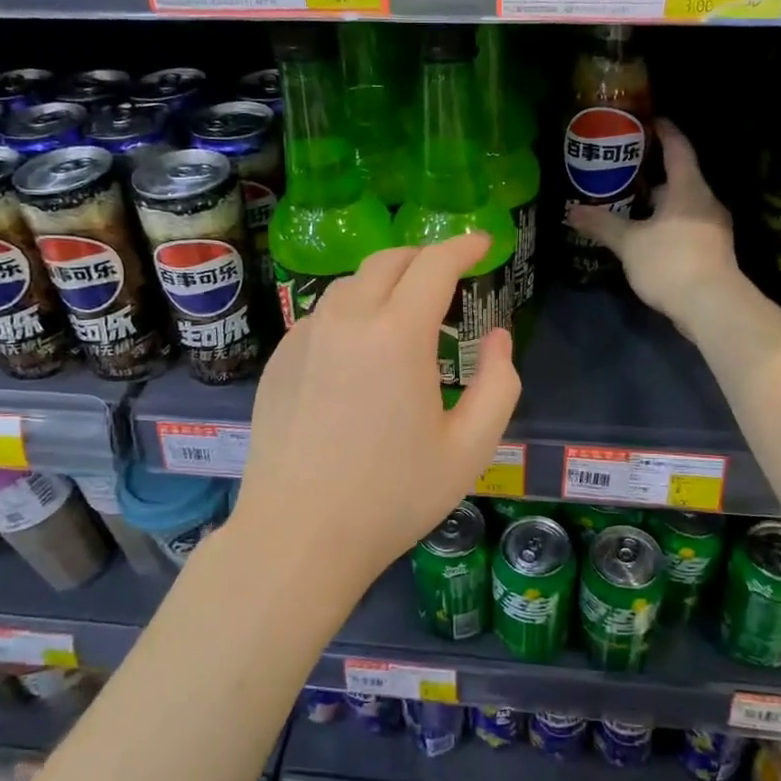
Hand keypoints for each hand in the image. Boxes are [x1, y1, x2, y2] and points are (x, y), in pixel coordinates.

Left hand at [229, 233, 521, 599]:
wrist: (297, 536)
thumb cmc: (392, 496)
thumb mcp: (470, 448)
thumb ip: (499, 383)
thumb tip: (497, 337)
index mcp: (396, 334)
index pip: (434, 265)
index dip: (463, 247)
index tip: (484, 244)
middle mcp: (346, 319)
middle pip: (389, 261)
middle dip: (426, 257)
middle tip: (451, 275)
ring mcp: (305, 337)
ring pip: (352, 284)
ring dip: (387, 282)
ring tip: (408, 312)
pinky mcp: (280, 360)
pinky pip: (324, 315)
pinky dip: (354, 311)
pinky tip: (362, 348)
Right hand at [566, 120, 742, 330]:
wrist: (712, 306)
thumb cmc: (671, 262)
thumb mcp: (629, 243)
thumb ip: (602, 224)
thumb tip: (571, 212)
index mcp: (688, 188)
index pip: (679, 148)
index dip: (665, 132)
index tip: (650, 120)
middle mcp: (705, 202)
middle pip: (680, 177)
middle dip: (653, 173)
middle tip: (624, 169)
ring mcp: (712, 227)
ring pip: (682, 204)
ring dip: (658, 203)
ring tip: (629, 203)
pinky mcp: (711, 250)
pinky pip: (685, 225)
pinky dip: (666, 223)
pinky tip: (646, 235)